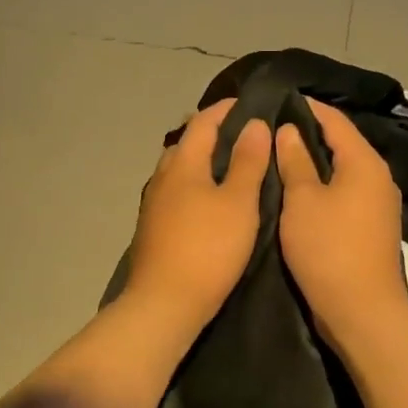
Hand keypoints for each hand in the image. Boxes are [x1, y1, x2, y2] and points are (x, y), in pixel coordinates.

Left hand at [125, 100, 270, 324]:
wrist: (164, 304)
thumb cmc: (208, 247)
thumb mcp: (238, 202)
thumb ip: (247, 161)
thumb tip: (253, 123)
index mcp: (183, 162)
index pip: (203, 121)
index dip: (226, 109)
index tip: (251, 104)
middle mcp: (163, 175)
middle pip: (188, 142)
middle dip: (213, 132)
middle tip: (246, 134)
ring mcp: (155, 202)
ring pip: (180, 168)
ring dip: (204, 159)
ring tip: (233, 165)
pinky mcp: (154, 227)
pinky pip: (177, 190)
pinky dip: (196, 183)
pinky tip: (211, 200)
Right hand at [275, 99, 407, 340]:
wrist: (362, 311)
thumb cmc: (328, 248)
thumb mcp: (302, 200)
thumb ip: (295, 160)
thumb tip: (289, 130)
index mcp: (365, 163)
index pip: (335, 121)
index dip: (308, 108)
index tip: (279, 99)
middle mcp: (379, 177)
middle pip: (343, 143)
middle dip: (310, 133)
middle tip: (273, 127)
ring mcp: (379, 203)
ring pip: (344, 169)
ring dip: (316, 160)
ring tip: (281, 154)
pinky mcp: (373, 226)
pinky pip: (347, 191)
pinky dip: (324, 184)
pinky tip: (300, 189)